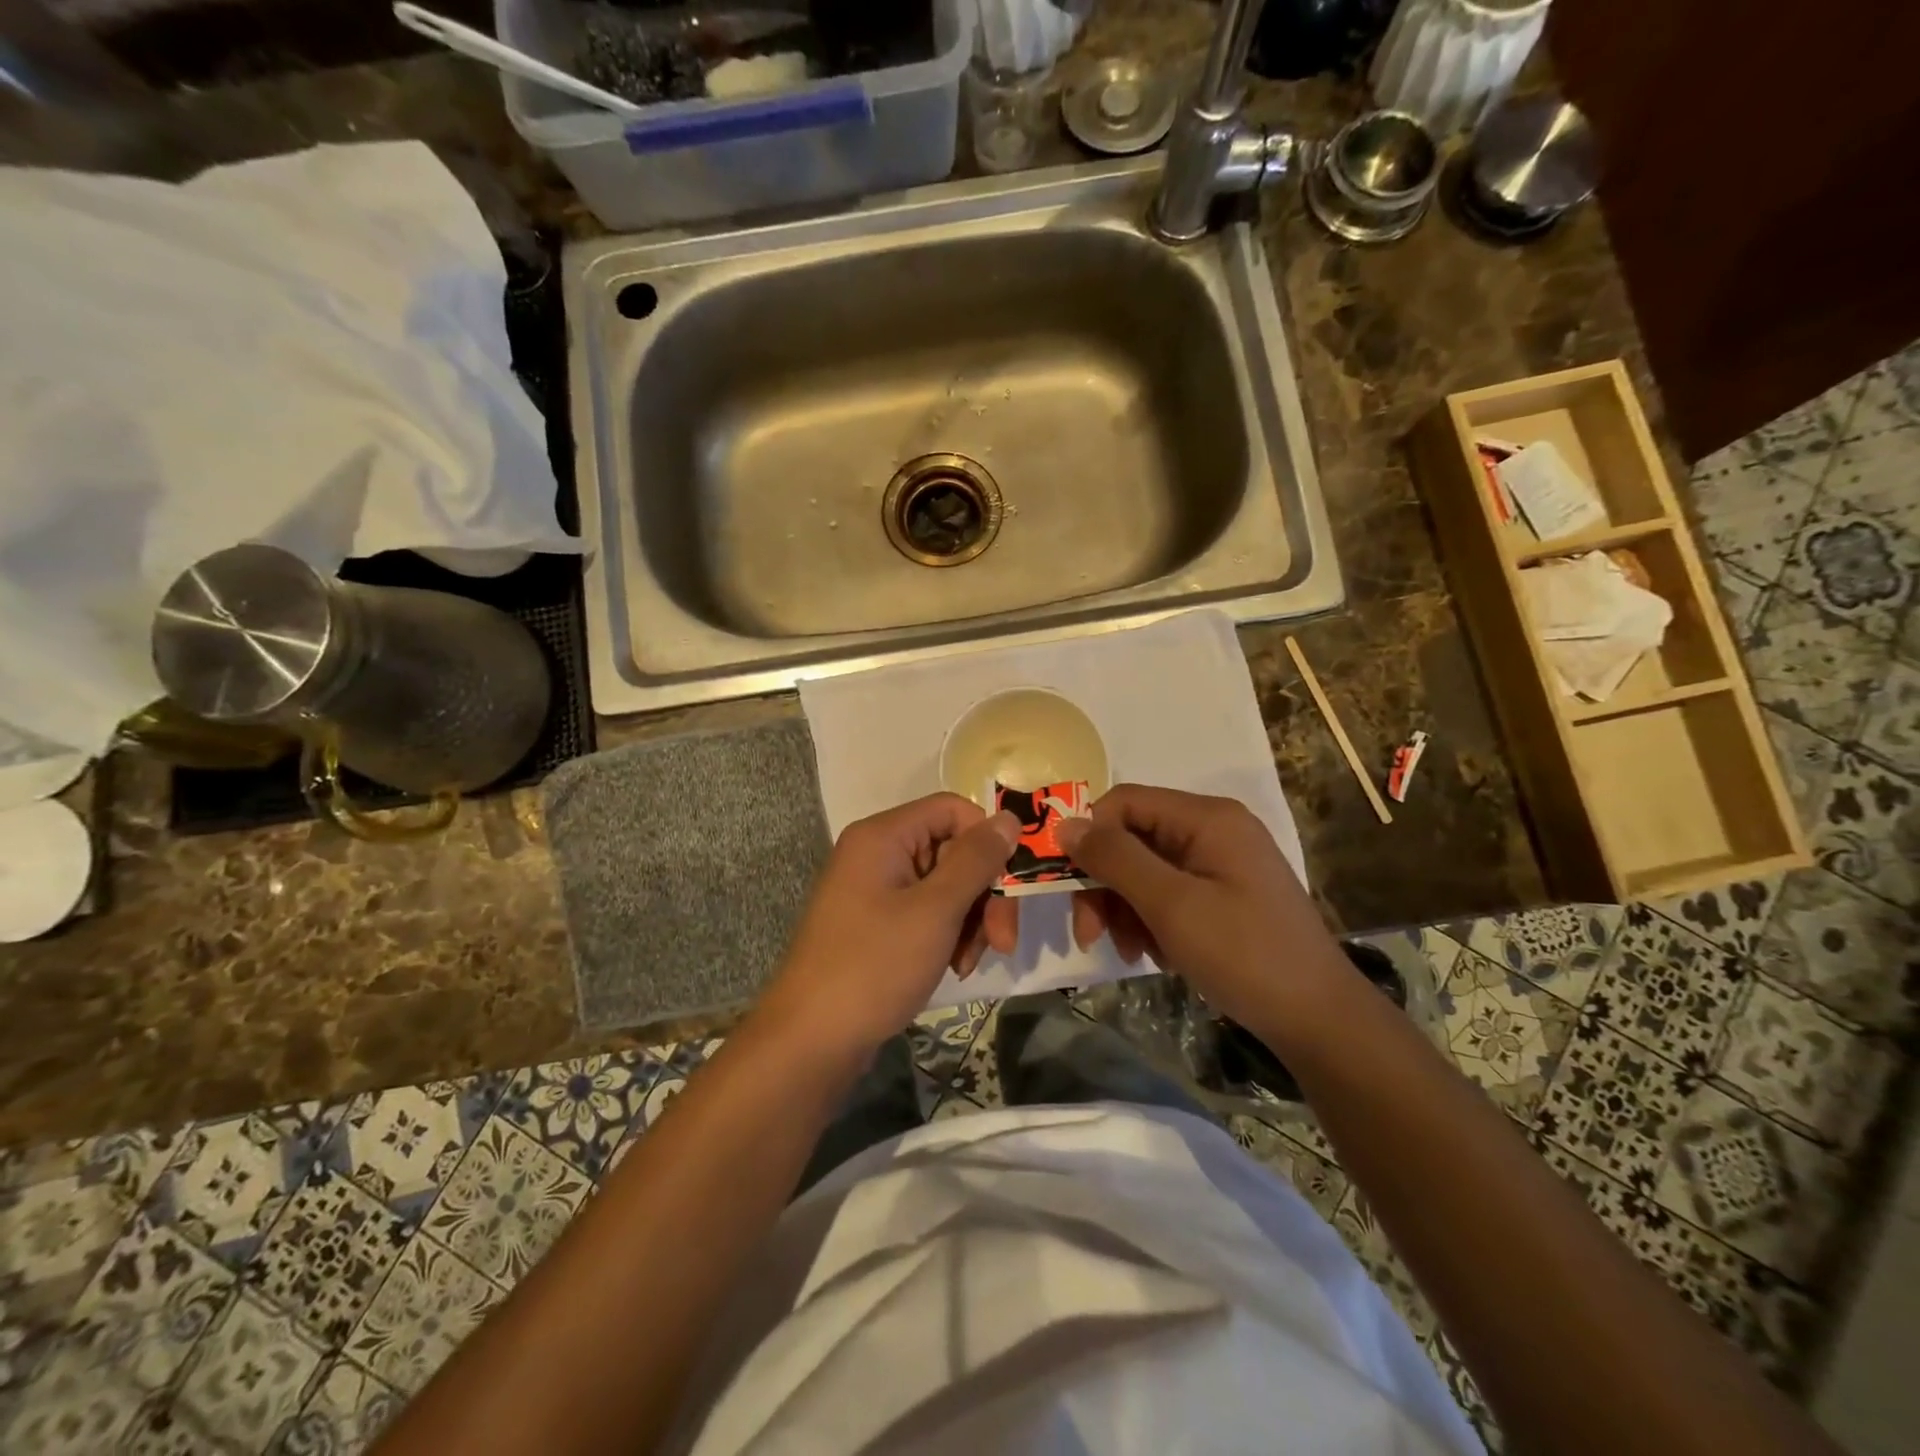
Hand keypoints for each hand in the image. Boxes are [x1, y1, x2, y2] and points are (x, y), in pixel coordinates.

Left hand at [755, 794, 1019, 1060]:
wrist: (811, 1041)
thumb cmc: (874, 966)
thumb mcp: (935, 910)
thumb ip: (976, 860)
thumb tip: (1011, 818)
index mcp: (883, 836)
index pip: (953, 809)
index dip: (987, 840)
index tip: (1012, 883)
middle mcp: (877, 853)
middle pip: (952, 850)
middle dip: (984, 893)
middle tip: (1003, 941)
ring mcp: (875, 890)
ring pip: (945, 885)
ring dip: (969, 920)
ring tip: (969, 963)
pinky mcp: (876, 924)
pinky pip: (926, 912)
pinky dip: (947, 935)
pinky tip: (954, 968)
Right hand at [1056, 784, 1347, 1036]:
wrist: (1319, 1019)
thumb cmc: (1244, 954)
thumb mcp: (1172, 905)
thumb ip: (1116, 859)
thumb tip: (1064, 825)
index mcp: (1207, 818)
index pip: (1124, 803)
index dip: (1089, 837)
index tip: (1067, 885)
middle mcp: (1213, 829)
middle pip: (1133, 838)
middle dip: (1105, 884)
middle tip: (1090, 935)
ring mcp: (1221, 862)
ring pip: (1146, 869)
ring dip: (1125, 908)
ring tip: (1132, 951)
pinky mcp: (1225, 893)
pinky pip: (1169, 892)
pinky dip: (1151, 920)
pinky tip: (1156, 954)